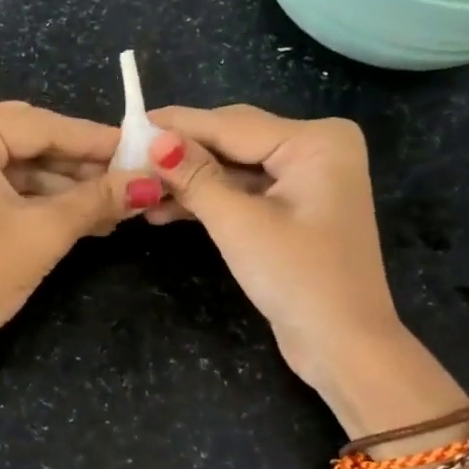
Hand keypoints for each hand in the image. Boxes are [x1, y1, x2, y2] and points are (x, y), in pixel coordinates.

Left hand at [0, 103, 148, 366]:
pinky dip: (34, 199)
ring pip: (14, 165)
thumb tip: (150, 184)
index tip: (145, 149)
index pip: (41, 126)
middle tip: (132, 181)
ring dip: (62, 187)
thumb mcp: (44, 232)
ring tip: (115, 207)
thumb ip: (97, 200)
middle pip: (27, 141)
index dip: (97, 141)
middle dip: (80, 167)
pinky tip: (79, 214)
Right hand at [145, 105, 405, 414]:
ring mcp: (306, 180)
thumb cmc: (297, 278)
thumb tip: (153, 138)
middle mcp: (315, 150)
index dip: (176, 125)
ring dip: (189, 181)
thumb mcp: (239, 223)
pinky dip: (208, 200)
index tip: (126, 123)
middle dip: (180, 153)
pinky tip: (164, 208)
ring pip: (233, 168)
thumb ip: (195, 176)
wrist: (342, 346)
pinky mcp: (293, 209)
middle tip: (126, 154)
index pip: (231, 125)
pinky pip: (243, 192)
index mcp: (316, 141)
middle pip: (233, 141)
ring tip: (137, 186)